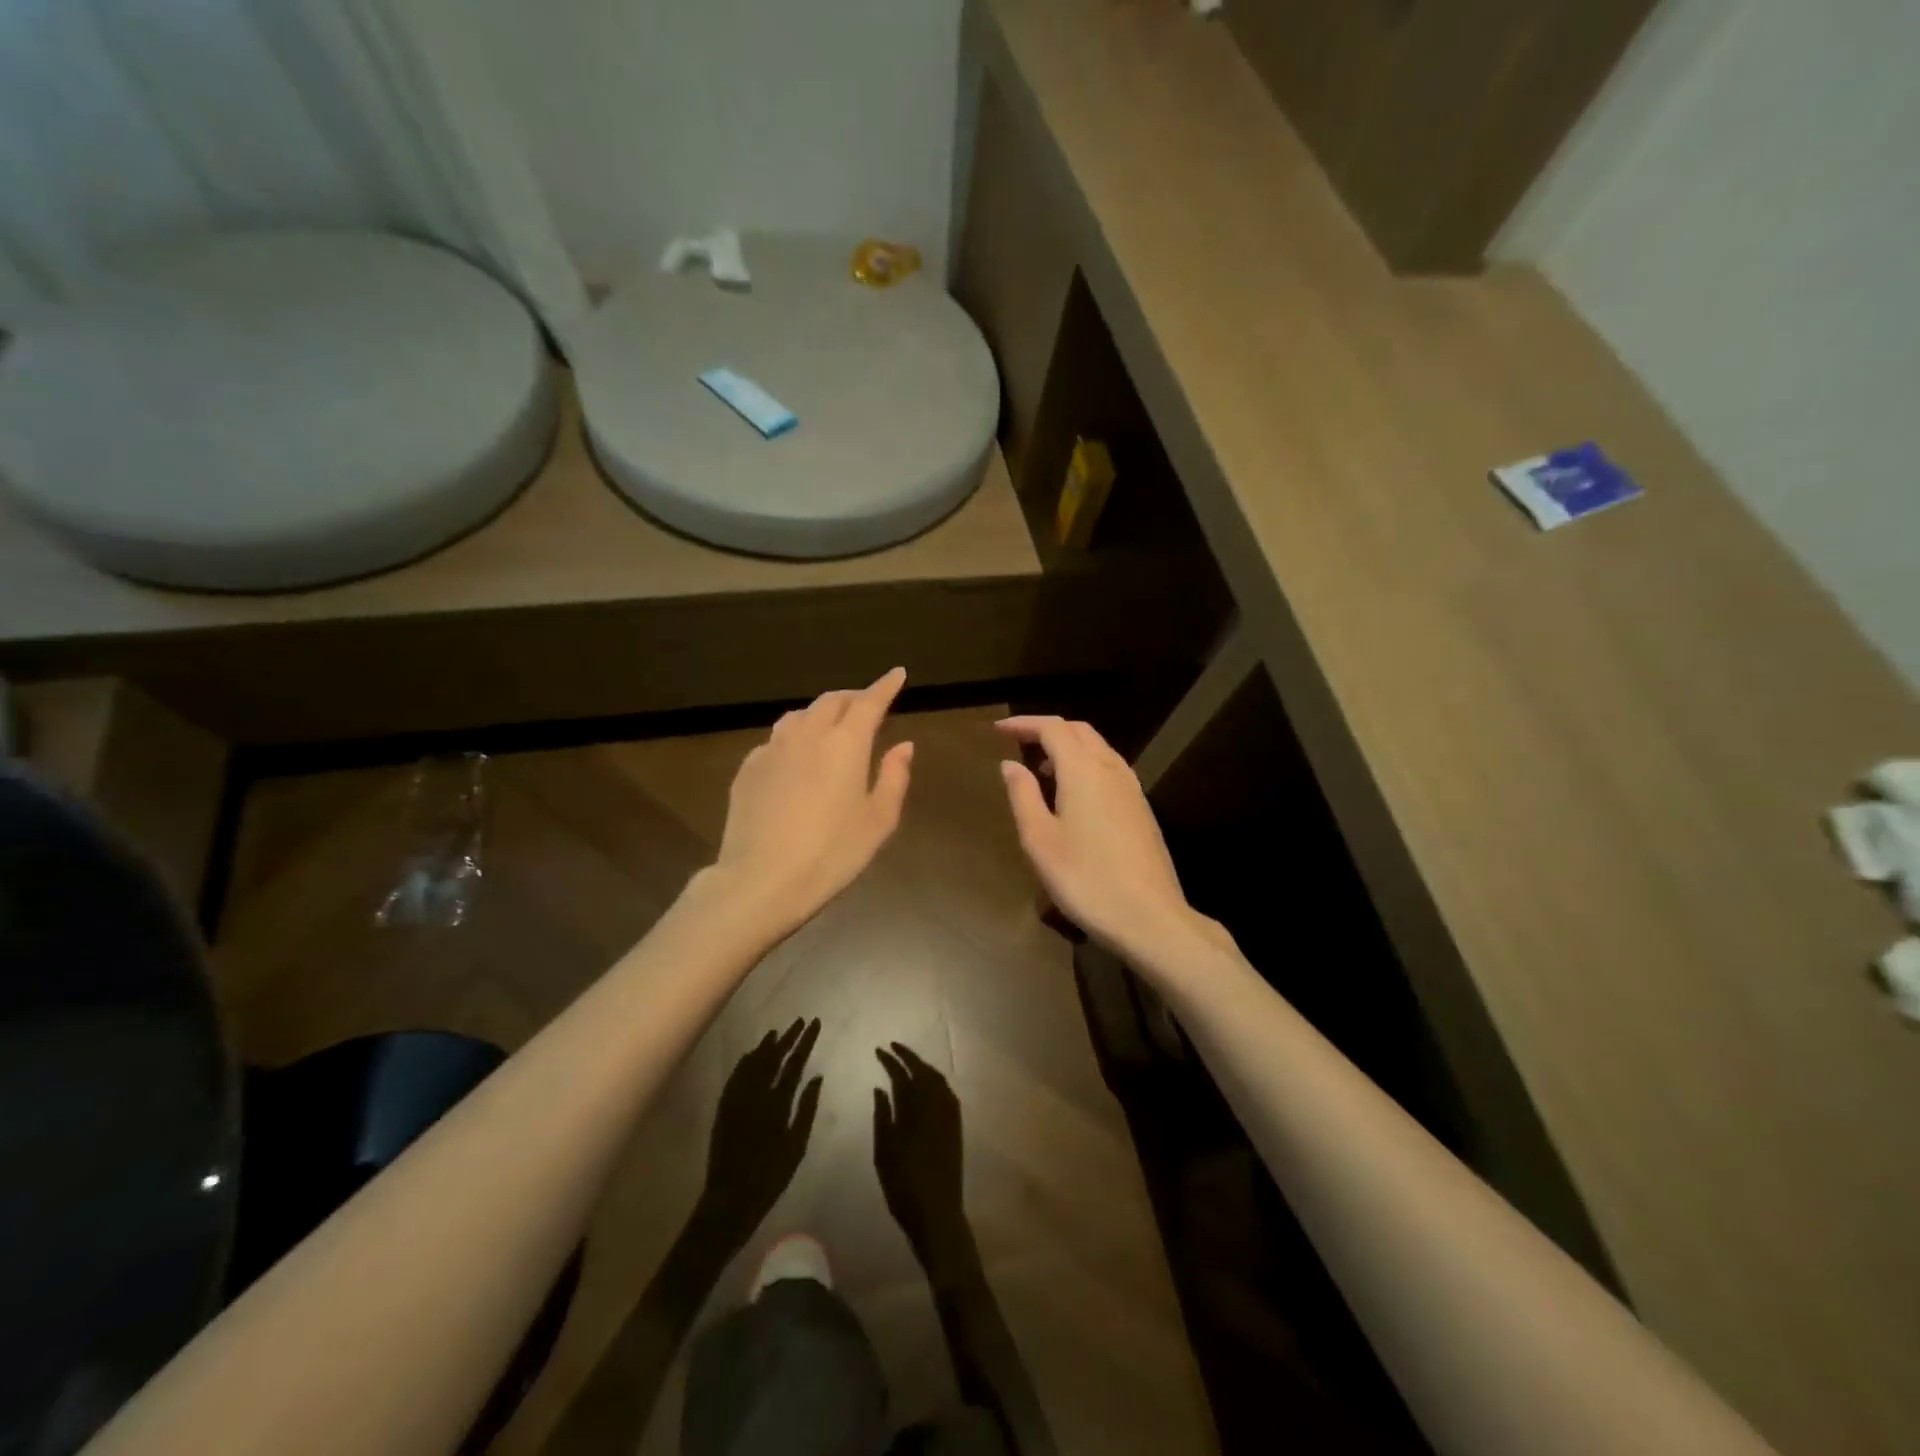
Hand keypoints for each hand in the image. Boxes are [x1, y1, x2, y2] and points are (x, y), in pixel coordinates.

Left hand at [697, 1019, 822, 1245]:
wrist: (730, 1200)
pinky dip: (745, 1062)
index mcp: (778, 1103)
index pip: (795, 1063)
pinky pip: (736, 1076)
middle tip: (800, 1021)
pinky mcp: (724, 1108)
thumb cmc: (770, 1176)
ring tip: (777, 1032)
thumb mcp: (797, 1146)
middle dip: (789, 1037)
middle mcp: (756, 1095)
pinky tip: (750, 1055)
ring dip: (766, 1046)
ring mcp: (737, 1100)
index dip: (806, 1041)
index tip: (815, 1023)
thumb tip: (816, 1076)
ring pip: (753, 1063)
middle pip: (774, 1057)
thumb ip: (806, 1108)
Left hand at [709, 669, 914, 936]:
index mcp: (846, 744)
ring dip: (820, 714)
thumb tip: (904, 746)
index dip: (885, 685)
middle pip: (832, 702)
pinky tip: (795, 759)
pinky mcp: (748, 768)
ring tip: (830, 727)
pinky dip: (793, 738)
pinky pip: (775, 740)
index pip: (869, 702)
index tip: (897, 674)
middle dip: (853, 698)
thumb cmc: (831, 853)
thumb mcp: (878, 821)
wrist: (761, 880)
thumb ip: (894, 778)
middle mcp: (807, 735)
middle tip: (866, 705)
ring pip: (799, 716)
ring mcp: (772, 749)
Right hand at [872, 1044, 970, 1269]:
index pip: (902, 1074)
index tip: (879, 1050)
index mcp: (915, 1109)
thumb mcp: (884, 1151)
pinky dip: (934, 1080)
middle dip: (908, 1057)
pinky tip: (926, 1085)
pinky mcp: (956, 1125)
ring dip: (922, 1066)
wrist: (937, 1213)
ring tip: (908, 1062)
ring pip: (937, 1078)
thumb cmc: (903, 1185)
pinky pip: (946, 1091)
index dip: (890, 1060)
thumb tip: (881, 1087)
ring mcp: (949, 1114)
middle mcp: (935, 1104)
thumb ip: (882, 1115)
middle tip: (893, 1048)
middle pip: (923, 1070)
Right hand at [995, 715, 1220, 964]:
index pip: (1053, 728)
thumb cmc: (1085, 879)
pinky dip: (1086, 765)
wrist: (1149, 917)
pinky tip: (1073, 795)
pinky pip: (1110, 769)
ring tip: (1042, 769)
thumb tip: (1010, 764)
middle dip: (1048, 730)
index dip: (1024, 724)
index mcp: (1083, 770)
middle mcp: (1111, 769)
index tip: (999, 729)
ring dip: (1069, 747)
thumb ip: (1023, 795)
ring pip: (1099, 749)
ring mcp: (1132, 789)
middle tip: (1019, 742)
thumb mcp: (1040, 839)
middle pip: (1079, 731)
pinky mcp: (1142, 809)